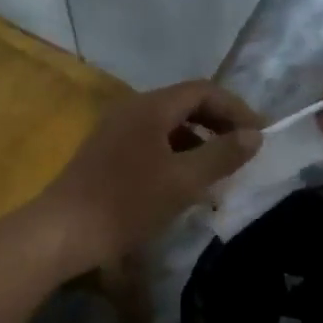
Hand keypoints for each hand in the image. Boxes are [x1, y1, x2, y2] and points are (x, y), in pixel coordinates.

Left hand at [37, 81, 262, 273]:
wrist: (63, 232)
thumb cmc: (127, 203)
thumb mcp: (184, 181)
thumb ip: (222, 155)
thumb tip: (255, 135)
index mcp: (151, 107)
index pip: (204, 90)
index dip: (236, 109)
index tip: (259, 135)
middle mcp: (132, 109)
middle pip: (186, 104)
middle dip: (219, 123)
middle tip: (243, 150)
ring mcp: (116, 130)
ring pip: (169, 125)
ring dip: (199, 141)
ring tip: (220, 169)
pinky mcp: (107, 153)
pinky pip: (153, 141)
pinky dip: (177, 154)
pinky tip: (185, 182)